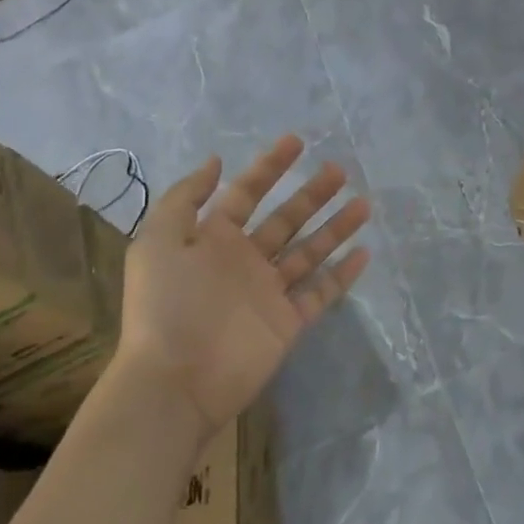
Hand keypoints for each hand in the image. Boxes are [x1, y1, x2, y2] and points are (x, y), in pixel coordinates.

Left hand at [118, 135, 370, 431]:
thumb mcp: (158, 241)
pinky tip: (364, 253)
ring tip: (364, 204)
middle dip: (312, 194)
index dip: (270, 166)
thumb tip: (215, 161)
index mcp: (214, 239)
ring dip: (335, 228)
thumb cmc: (166, 306)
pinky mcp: (286, 322)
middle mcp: (244, 260)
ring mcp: (268, 292)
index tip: (297, 141)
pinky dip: (341, 274)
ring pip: (309, 251)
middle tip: (340, 170)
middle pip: (286, 218)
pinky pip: (320, 293)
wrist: (173, 383)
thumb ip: (185, 198)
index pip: (247, 192)